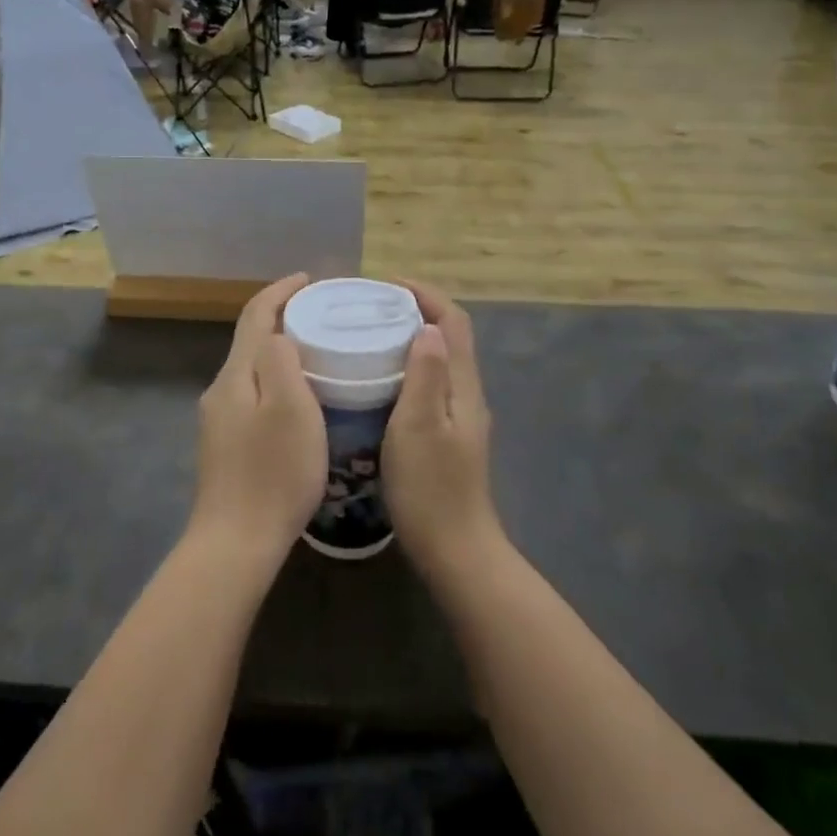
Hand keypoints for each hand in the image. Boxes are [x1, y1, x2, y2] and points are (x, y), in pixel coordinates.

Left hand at [189, 274, 326, 561]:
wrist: (236, 542)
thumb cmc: (273, 472)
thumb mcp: (290, 409)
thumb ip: (281, 361)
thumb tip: (278, 336)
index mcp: (236, 375)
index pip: (255, 317)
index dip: (280, 292)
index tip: (310, 279)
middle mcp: (221, 391)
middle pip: (251, 341)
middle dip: (282, 319)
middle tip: (323, 316)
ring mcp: (219, 420)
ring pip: (252, 371)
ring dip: (280, 352)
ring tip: (318, 352)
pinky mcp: (226, 445)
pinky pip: (253, 395)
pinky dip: (276, 381)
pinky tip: (299, 398)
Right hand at [383, 282, 501, 581]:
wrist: (455, 551)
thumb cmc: (430, 488)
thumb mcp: (419, 427)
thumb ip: (426, 375)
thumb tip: (429, 326)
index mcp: (462, 387)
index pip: (454, 322)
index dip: (426, 295)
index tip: (387, 284)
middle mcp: (466, 395)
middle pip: (449, 337)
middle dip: (416, 312)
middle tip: (371, 307)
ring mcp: (459, 418)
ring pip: (439, 362)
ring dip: (411, 339)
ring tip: (370, 335)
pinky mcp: (447, 437)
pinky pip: (429, 385)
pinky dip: (407, 368)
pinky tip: (377, 381)